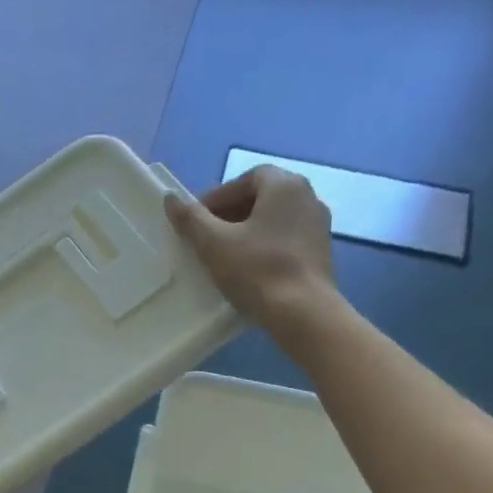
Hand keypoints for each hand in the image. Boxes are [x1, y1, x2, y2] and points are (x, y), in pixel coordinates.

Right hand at [164, 166, 338, 332]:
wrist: (302, 312)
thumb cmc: (256, 270)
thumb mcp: (214, 243)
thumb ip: (191, 218)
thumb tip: (170, 199)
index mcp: (284, 184)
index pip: (244, 180)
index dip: (217, 198)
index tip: (197, 221)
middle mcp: (307, 196)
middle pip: (261, 197)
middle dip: (231, 213)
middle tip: (207, 237)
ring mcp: (318, 224)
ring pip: (274, 218)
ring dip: (248, 230)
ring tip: (226, 253)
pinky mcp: (322, 250)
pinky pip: (287, 238)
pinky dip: (266, 245)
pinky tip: (250, 267)